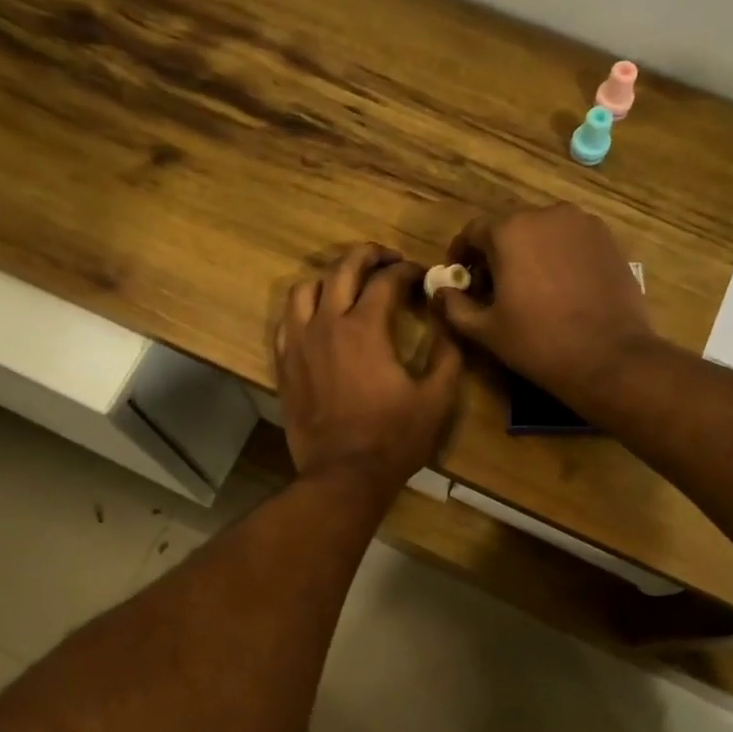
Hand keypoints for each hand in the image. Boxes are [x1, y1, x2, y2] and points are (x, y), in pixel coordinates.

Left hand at [276, 244, 462, 495]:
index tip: (422, 276)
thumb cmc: (393, 439)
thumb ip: (448, 353)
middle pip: (342, 269)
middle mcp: (327, 325)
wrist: (342, 476)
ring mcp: (299, 343)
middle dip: (369, 255)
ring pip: (305, 288)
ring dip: (330, 278)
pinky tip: (319, 318)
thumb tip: (448, 318)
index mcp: (365, 328)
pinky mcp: (284, 364)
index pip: (386, 280)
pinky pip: (286, 320)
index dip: (408, 271)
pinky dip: (304, 308)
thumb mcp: (436, 399)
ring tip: (349, 285)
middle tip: (388, 260)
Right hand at [434, 204, 655, 405]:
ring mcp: (582, 223)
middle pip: (509, 228)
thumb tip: (439, 291)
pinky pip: (570, 240)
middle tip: (492, 287)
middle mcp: (546, 214)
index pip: (473, 232)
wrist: (609, 356)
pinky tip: (559, 287)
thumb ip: (454, 306)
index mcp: (510, 230)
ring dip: (528, 252)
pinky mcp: (607, 239)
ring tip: (527, 287)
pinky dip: (557, 255)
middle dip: (495, 253)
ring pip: (542, 232)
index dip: (461, 255)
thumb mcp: (486, 330)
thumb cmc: (538, 343)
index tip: (459, 279)